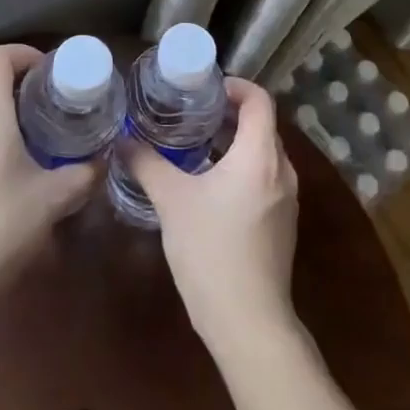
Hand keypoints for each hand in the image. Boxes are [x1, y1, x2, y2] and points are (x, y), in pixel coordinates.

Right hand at [126, 76, 300, 365]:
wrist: (249, 324)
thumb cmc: (211, 251)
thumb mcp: (171, 201)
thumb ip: (146, 163)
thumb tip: (122, 139)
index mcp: (260, 155)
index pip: (259, 100)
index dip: (235, 86)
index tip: (205, 89)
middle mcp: (282, 171)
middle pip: (262, 124)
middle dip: (230, 113)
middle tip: (192, 112)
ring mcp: (287, 199)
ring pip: (263, 153)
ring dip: (235, 142)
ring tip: (196, 144)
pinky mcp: (283, 224)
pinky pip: (265, 177)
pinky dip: (242, 167)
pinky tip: (210, 185)